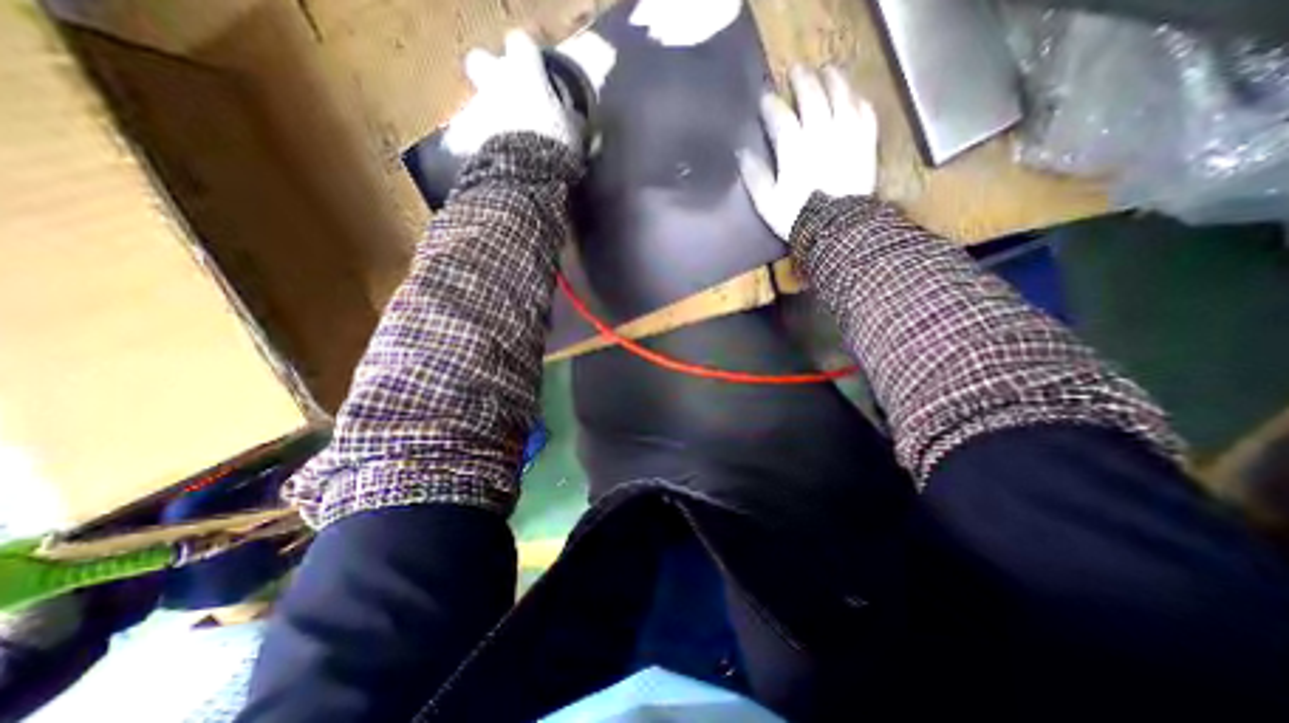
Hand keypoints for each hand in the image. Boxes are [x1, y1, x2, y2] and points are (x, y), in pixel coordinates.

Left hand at [445, 29, 585, 158]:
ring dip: (487, 116)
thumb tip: (576, 119)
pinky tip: (493, 159)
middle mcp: (495, 81)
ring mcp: (477, 107)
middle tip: (507, 97)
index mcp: (525, 73)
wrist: (526, 173)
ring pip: (475, 103)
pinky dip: (477, 144)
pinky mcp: (465, 134)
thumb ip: (571, 118)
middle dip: (489, 75)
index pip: (521, 44)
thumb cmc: (555, 145)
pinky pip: (468, 136)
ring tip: (505, 140)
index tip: (536, 70)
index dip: (528, 56)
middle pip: (480, 61)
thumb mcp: (573, 131)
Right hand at [735, 64, 874, 238]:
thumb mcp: (767, 202)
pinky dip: (858, 101)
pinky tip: (854, 98)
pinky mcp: (865, 144)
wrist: (835, 229)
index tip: (764, 98)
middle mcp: (821, 133)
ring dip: (834, 80)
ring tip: (828, 71)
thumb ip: (755, 176)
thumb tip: (742, 153)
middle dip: (802, 80)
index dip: (770, 104)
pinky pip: (865, 113)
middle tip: (797, 71)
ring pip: (842, 96)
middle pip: (813, 96)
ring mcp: (846, 135)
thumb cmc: (796, 217)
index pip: (780, 116)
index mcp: (794, 148)